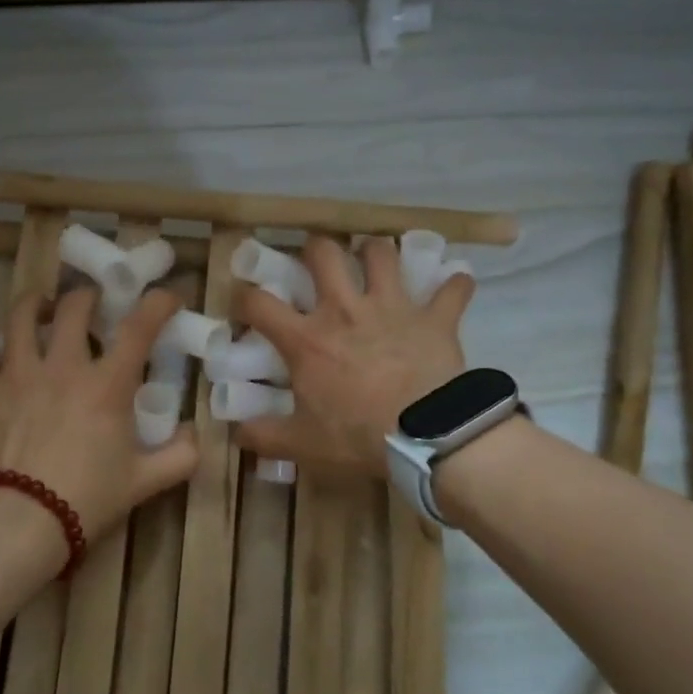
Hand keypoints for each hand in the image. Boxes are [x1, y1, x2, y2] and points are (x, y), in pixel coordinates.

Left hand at [0, 284, 199, 549]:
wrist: (21, 524)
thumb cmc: (87, 499)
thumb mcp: (145, 482)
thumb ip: (180, 456)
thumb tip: (194, 434)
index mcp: (107, 384)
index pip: (139, 326)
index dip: (158, 303)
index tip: (167, 297)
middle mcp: (63, 366)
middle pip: (74, 306)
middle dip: (88, 297)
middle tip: (93, 305)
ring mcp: (17, 374)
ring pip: (20, 317)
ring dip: (33, 305)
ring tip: (39, 307)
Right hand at [234, 235, 472, 477]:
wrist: (426, 435)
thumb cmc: (358, 435)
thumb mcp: (303, 444)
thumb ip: (265, 436)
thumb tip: (237, 434)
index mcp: (307, 338)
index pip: (259, 303)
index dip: (244, 296)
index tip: (244, 301)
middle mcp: (344, 310)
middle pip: (323, 254)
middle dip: (316, 249)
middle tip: (317, 261)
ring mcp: (392, 307)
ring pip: (382, 254)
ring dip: (378, 252)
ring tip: (375, 260)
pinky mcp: (434, 318)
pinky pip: (451, 290)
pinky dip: (454, 285)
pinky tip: (455, 284)